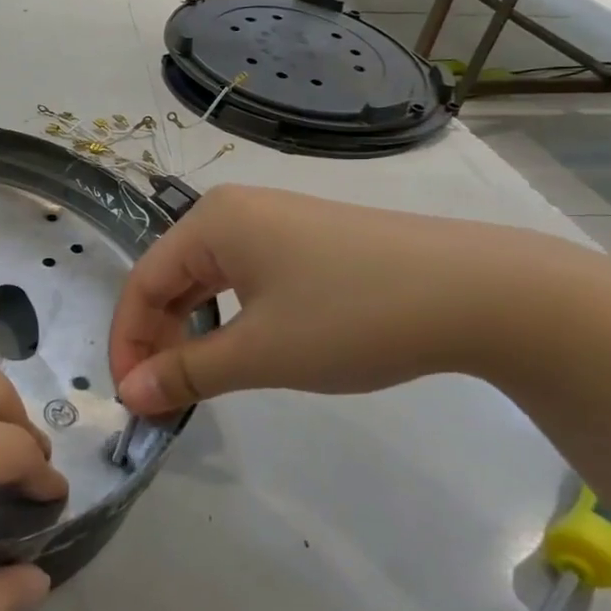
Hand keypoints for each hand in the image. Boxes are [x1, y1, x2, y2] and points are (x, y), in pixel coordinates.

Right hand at [110, 183, 578, 412]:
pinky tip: (241, 347)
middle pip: (171, 278)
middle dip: (157, 339)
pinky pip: (243, 277)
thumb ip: (187, 373)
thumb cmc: (353, 316)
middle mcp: (233, 211)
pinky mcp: (307, 240)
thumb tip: (129, 395)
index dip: (128, 342)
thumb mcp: (261, 352)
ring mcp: (274, 221)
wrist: (482, 293)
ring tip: (195, 379)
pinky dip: (228, 317)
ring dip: (192, 331)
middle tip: (161, 397)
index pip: (142, 283)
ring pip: (207, 280)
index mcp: (211, 222)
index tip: (131, 399)